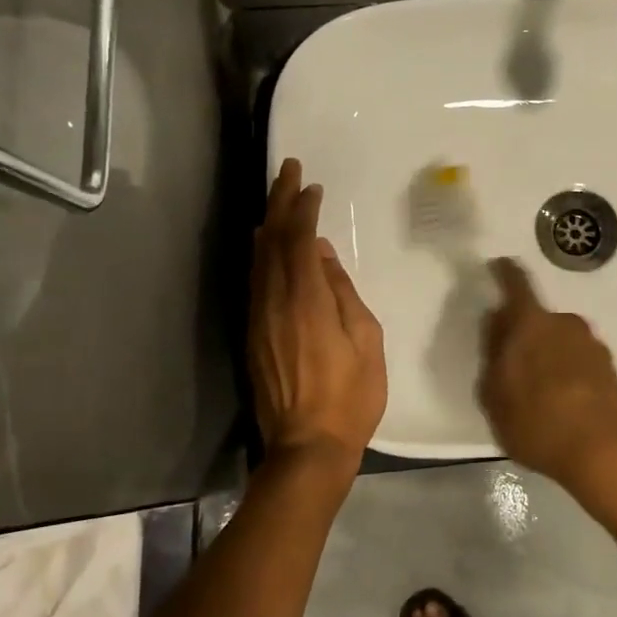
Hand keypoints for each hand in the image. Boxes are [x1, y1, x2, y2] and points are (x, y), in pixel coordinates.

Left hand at [249, 159, 385, 479]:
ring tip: (277, 198)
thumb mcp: (364, 338)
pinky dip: (260, 253)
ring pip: (257, 258)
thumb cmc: (350, 394)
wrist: (306, 446)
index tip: (311, 185)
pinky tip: (262, 243)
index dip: (303, 208)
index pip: (299, 239)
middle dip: (279, 201)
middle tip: (287, 169)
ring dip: (267, 223)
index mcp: (307, 299)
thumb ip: (341, 291)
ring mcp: (258, 318)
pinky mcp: (252, 334)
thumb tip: (320, 253)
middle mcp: (274, 301)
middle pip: (271, 240)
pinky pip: (254, 280)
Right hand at [477, 258, 616, 492]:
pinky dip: (567, 374)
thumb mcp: (494, 393)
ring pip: (560, 341)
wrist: (608, 451)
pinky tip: (561, 404)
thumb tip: (496, 321)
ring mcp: (593, 345)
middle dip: (524, 333)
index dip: (505, 272)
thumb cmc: (538, 420)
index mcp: (531, 322)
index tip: (499, 266)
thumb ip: (492, 352)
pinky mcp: (611, 370)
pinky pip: (578, 362)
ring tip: (537, 392)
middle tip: (511, 362)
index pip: (516, 283)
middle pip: (538, 318)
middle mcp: (565, 323)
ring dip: (548, 355)